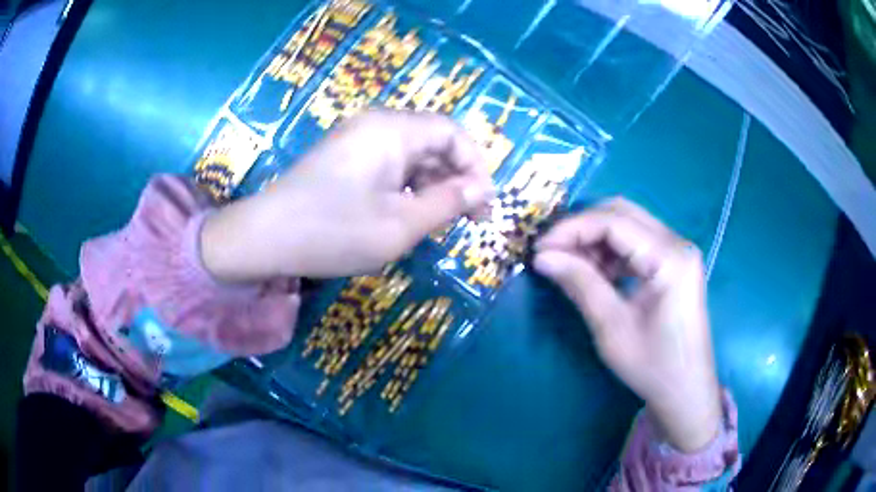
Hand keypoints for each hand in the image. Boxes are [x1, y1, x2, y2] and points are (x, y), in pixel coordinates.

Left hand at [200, 110, 493, 280]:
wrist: (263, 238)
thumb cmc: (332, 232)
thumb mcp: (399, 225)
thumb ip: (447, 203)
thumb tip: (482, 189)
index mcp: (392, 130)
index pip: (452, 133)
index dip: (476, 166)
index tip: (484, 206)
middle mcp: (376, 125)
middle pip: (433, 141)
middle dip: (456, 178)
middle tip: (467, 220)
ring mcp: (357, 140)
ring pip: (412, 155)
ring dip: (433, 185)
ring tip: (440, 223)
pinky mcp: (345, 157)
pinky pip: (389, 164)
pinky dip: (407, 187)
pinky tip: (408, 215)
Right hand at [533, 198, 720, 452]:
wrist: (685, 391)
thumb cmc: (653, 366)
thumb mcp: (612, 328)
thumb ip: (580, 284)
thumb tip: (542, 257)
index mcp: (670, 257)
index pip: (614, 222)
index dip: (572, 229)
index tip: (539, 248)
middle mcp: (677, 244)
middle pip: (622, 213)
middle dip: (582, 228)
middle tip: (552, 253)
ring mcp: (677, 252)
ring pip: (628, 225)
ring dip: (595, 240)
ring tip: (571, 266)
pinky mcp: (673, 264)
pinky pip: (636, 243)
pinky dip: (610, 252)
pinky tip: (595, 273)